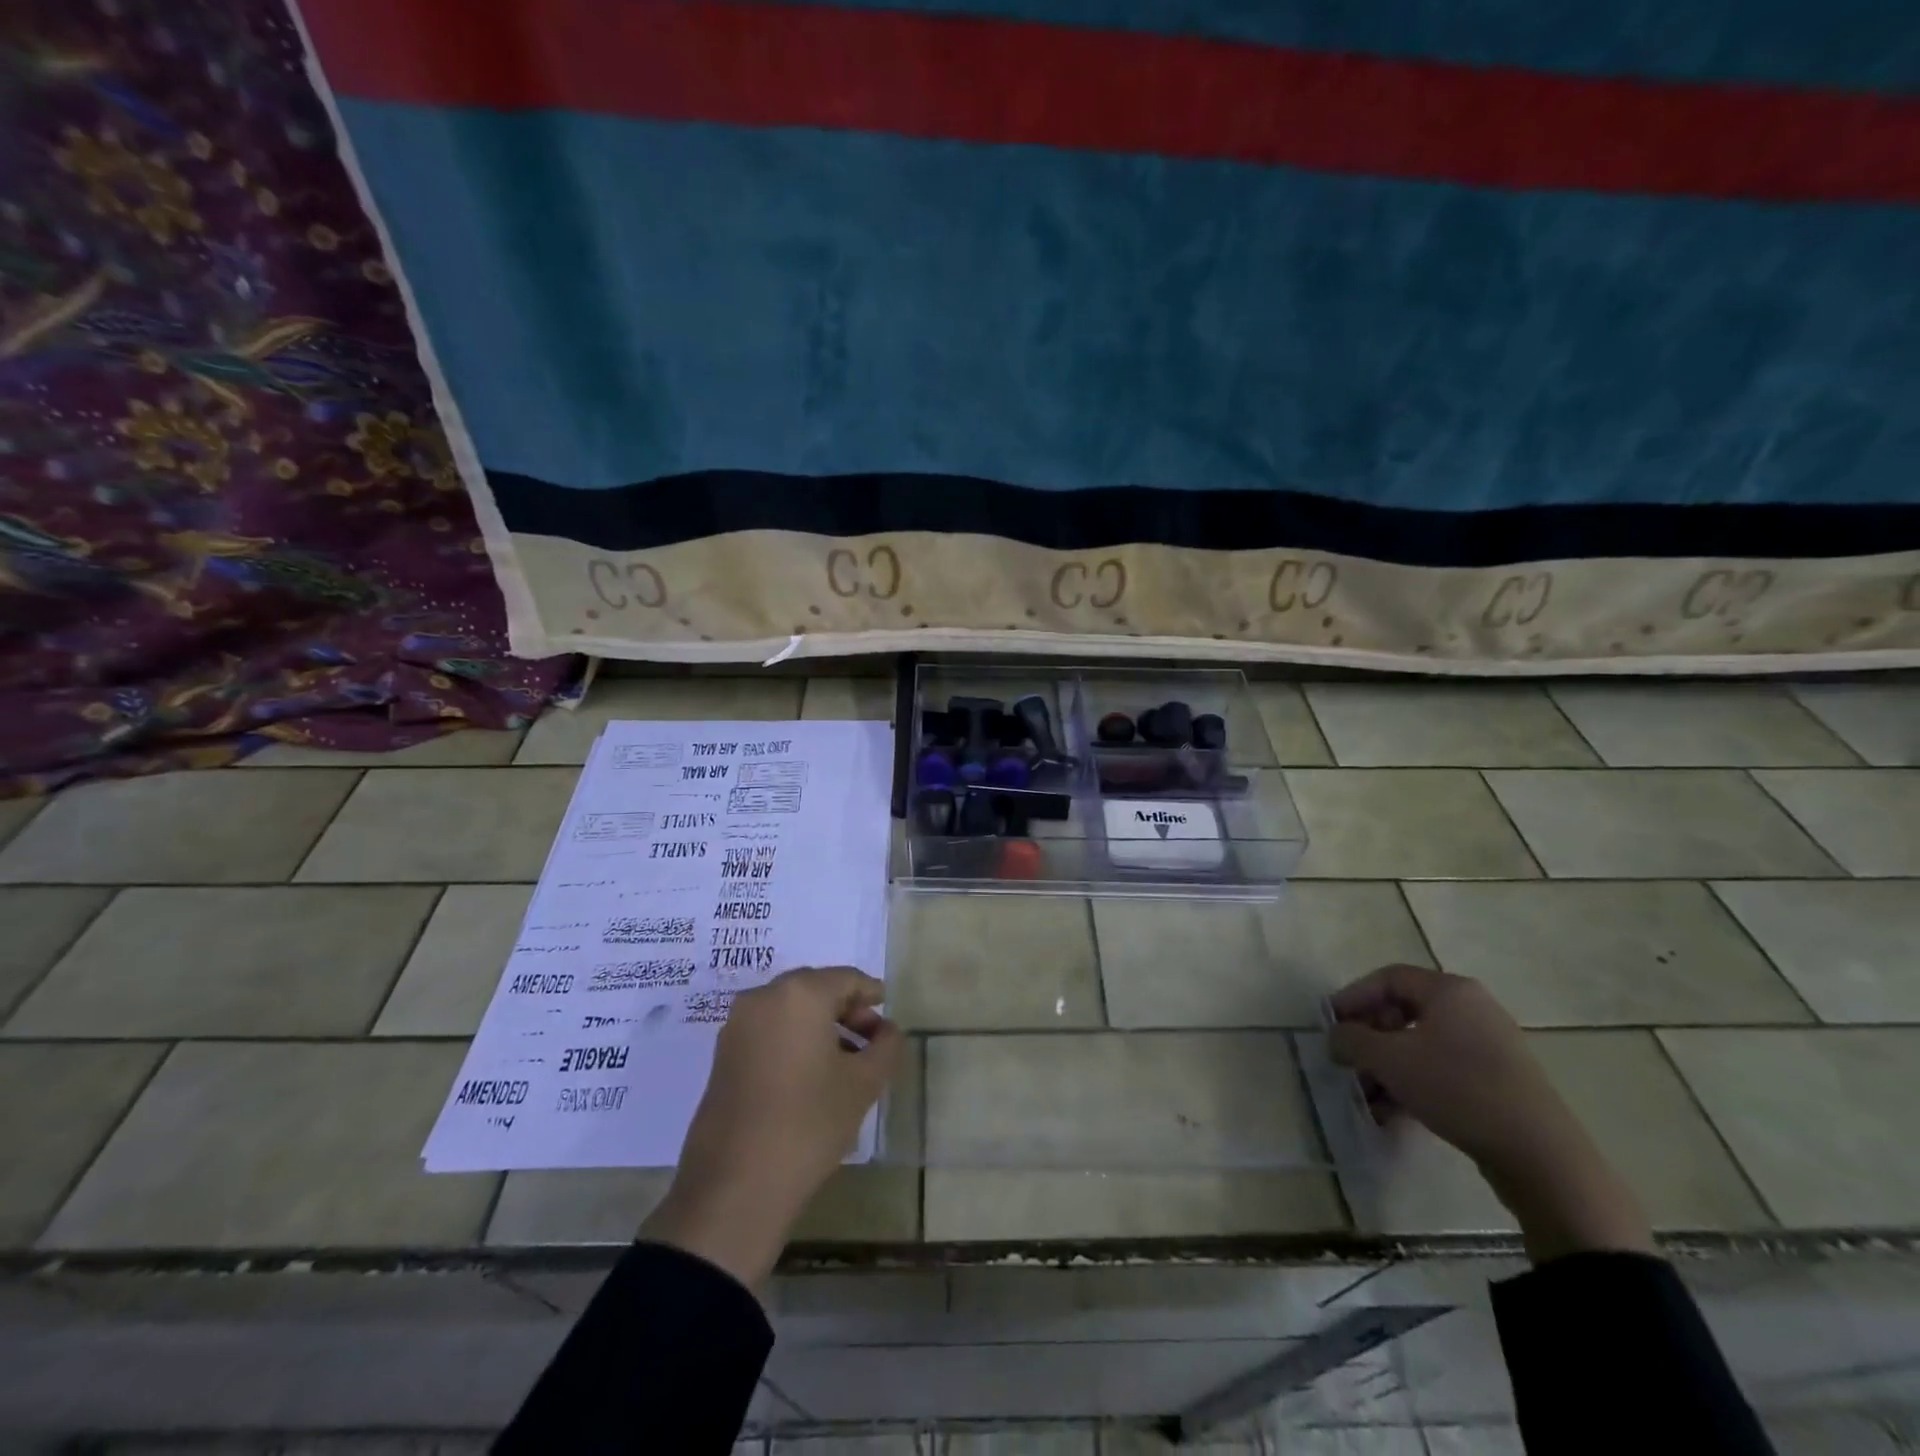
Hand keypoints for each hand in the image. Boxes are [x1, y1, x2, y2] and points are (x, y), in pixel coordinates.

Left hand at [642, 967, 902, 1289]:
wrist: (735, 1187)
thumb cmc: (808, 1124)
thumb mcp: (863, 1084)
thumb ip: (886, 1047)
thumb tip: (886, 1030)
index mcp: (800, 994)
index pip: (846, 979)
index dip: (872, 993)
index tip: (888, 1015)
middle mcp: (763, 997)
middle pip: (815, 989)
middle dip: (846, 1009)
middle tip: (871, 1039)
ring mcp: (737, 1025)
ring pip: (790, 1010)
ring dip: (820, 1025)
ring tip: (845, 1061)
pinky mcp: (723, 1054)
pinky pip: (769, 1030)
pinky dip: (794, 1039)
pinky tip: (811, 1074)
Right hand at [1328, 964, 1652, 1262]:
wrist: (1541, 1155)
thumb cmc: (1457, 1088)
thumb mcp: (1390, 1060)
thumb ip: (1352, 1040)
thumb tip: (1336, 1036)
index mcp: (1449, 990)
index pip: (1387, 978)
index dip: (1352, 997)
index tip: (1329, 1023)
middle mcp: (1472, 1009)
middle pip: (1403, 1012)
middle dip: (1369, 1038)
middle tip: (1348, 1061)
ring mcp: (1489, 1046)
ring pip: (1421, 1046)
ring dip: (1387, 1067)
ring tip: (1367, 1096)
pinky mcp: (1499, 1081)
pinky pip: (1442, 1070)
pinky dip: (1414, 1084)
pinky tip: (1394, 1114)